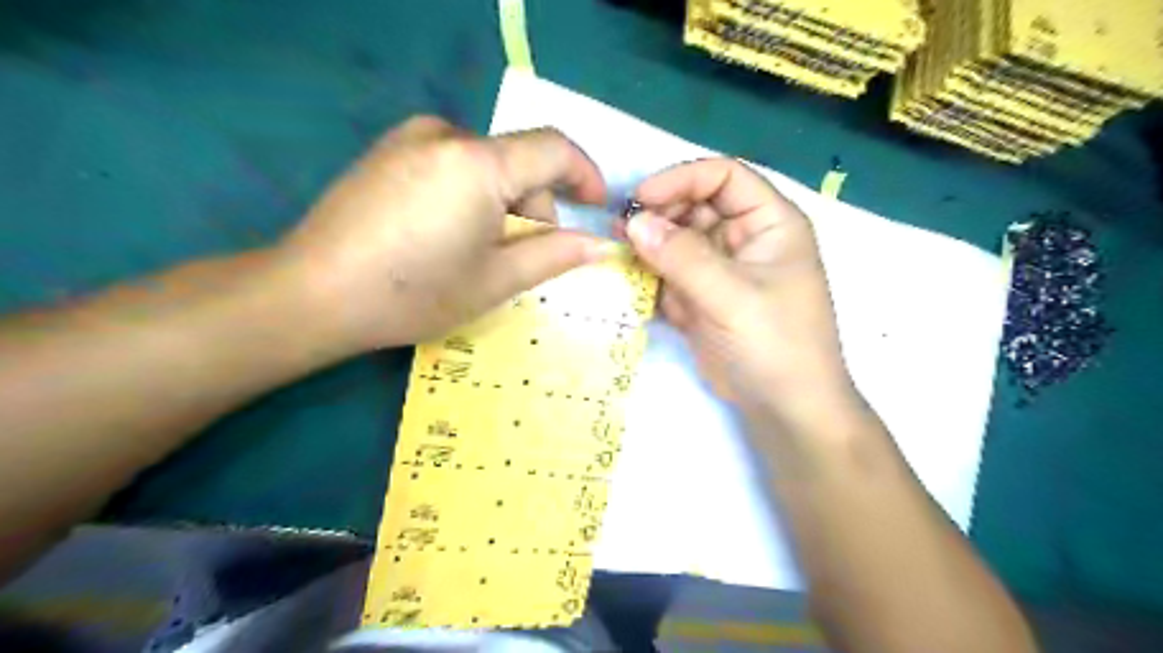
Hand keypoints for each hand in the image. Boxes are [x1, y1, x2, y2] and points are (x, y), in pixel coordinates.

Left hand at [277, 118, 608, 350]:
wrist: (312, 294)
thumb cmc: (413, 293)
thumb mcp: (495, 280)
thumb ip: (554, 255)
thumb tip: (599, 243)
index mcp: (478, 163)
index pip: (554, 149)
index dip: (585, 175)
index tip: (595, 207)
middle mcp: (446, 134)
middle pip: (517, 160)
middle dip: (535, 205)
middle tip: (523, 254)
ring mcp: (410, 138)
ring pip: (486, 163)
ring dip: (502, 202)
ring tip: (478, 250)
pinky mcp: (388, 150)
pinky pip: (453, 162)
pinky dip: (470, 193)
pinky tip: (446, 233)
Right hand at [623, 155, 857, 423]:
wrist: (784, 409)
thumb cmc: (775, 344)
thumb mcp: (732, 296)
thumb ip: (682, 257)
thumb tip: (633, 221)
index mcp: (770, 223)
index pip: (724, 177)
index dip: (682, 179)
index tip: (641, 199)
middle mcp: (744, 239)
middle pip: (695, 206)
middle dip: (659, 214)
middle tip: (622, 229)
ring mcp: (720, 270)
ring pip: (678, 240)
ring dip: (649, 245)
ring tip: (619, 253)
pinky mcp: (701, 298)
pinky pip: (670, 274)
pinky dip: (650, 275)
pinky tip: (629, 279)